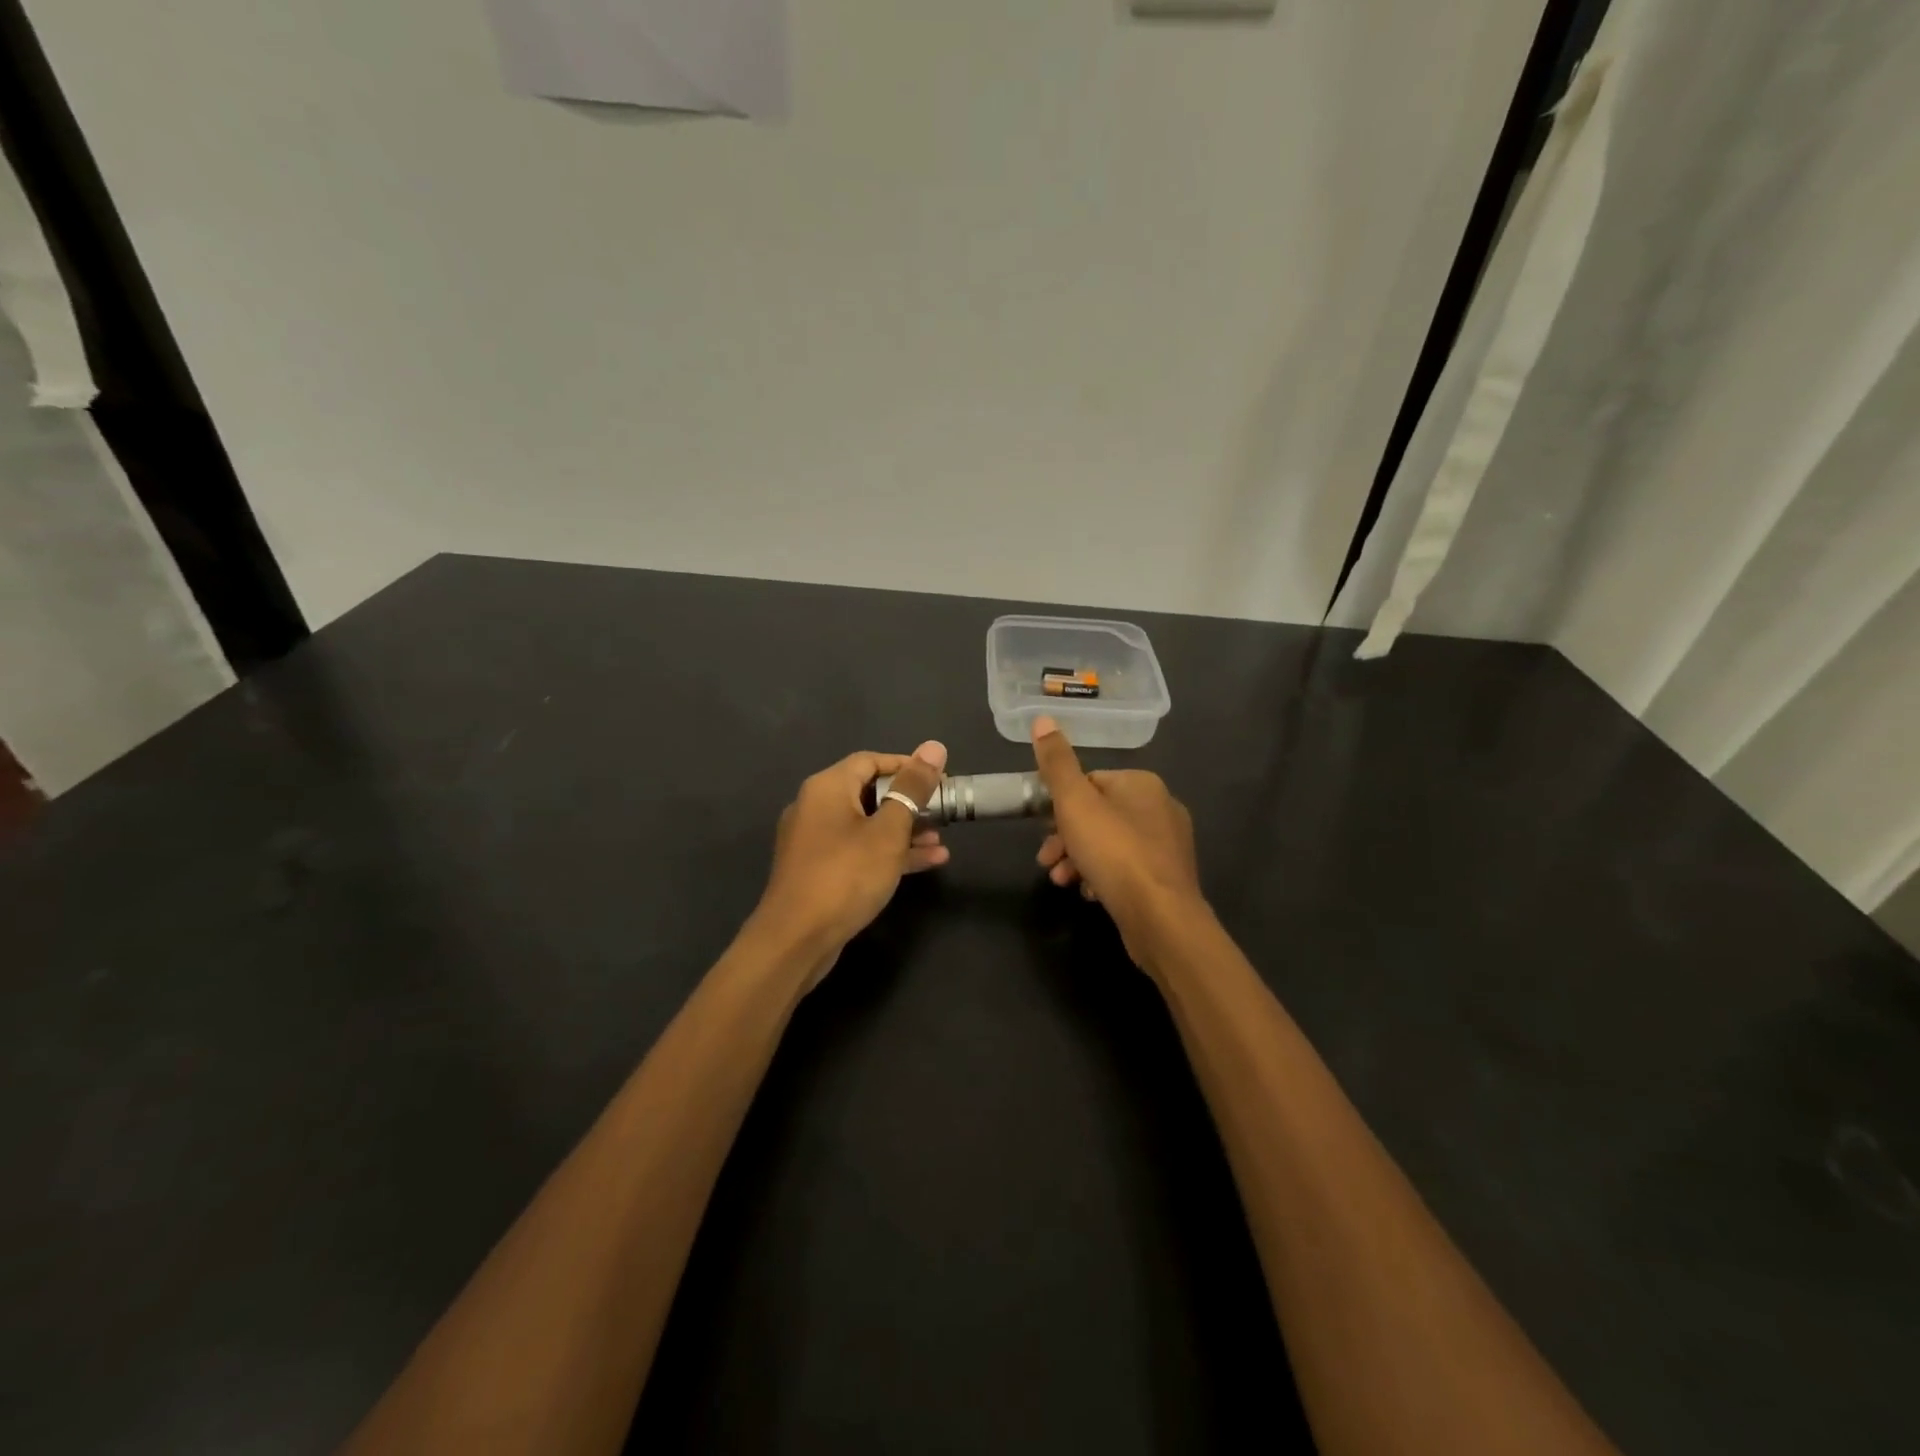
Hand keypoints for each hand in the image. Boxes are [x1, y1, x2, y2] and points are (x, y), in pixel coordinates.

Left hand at [754, 741, 949, 972]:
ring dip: (904, 831)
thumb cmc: (846, 875)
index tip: (939, 779)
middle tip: (944, 812)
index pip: (871, 760)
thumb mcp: (889, 830)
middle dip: (909, 802)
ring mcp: (815, 841)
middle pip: (869, 792)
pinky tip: (926, 862)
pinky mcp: (819, 870)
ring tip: (940, 842)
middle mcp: (816, 807)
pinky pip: (859, 850)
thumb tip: (934, 747)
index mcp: (827, 787)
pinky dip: (888, 853)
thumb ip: (912, 789)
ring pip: (867, 825)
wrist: (796, 939)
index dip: (907, 766)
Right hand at [1031, 716, 1204, 963]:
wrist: (1160, 918)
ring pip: (1110, 844)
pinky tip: (1090, 894)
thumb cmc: (1114, 852)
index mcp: (1142, 784)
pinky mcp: (1167, 878)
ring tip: (1062, 881)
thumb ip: (1057, 763)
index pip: (1090, 782)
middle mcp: (1161, 808)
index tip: (1041, 829)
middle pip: (1098, 815)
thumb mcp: (1075, 803)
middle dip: (1066, 838)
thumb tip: (1042, 719)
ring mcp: (1168, 845)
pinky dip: (1103, 877)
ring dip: (1079, 860)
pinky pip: (1126, 869)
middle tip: (1046, 861)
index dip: (1060, 805)